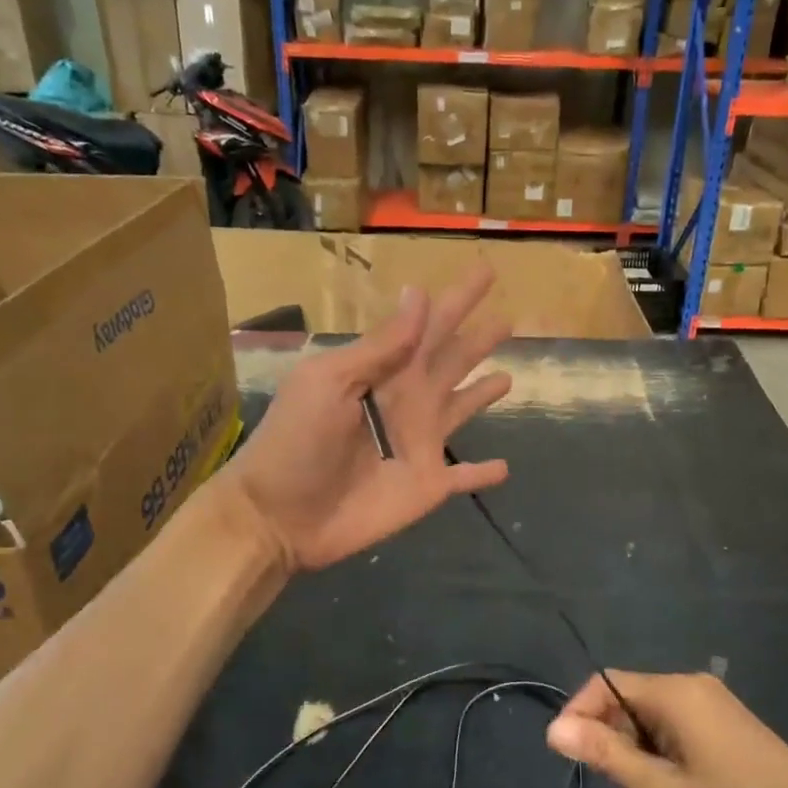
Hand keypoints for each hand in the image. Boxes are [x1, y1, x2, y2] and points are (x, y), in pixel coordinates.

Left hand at [224, 266, 512, 571]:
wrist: (279, 516)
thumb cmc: (296, 441)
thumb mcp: (329, 382)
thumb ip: (380, 346)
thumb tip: (419, 293)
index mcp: (384, 370)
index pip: (429, 325)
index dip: (457, 299)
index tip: (487, 271)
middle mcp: (409, 401)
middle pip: (453, 361)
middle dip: (478, 339)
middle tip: (509, 319)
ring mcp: (421, 445)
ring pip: (463, 409)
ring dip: (484, 393)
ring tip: (509, 377)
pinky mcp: (428, 486)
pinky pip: (464, 477)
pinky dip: (483, 474)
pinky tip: (504, 468)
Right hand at [545, 670, 787, 787]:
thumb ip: (608, 756)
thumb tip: (555, 730)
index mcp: (672, 692)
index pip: (606, 684)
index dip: (580, 713)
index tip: (566, 752)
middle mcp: (689, 685)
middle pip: (629, 700)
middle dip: (612, 739)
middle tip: (611, 786)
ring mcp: (710, 701)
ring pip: (652, 717)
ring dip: (638, 752)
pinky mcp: (724, 719)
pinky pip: (677, 726)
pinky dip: (662, 753)